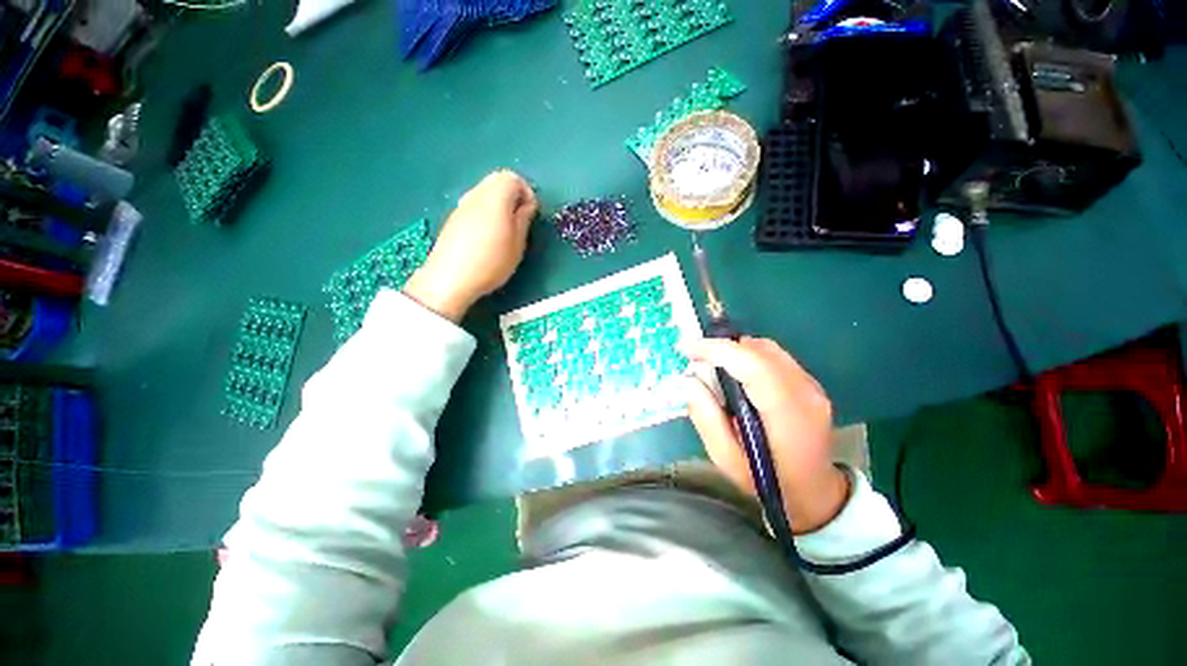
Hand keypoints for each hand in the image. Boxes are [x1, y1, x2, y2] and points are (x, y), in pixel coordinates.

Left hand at [404, 171, 538, 321]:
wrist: (449, 279)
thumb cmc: (490, 262)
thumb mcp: (517, 244)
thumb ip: (523, 220)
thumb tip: (527, 205)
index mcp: (495, 197)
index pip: (514, 179)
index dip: (527, 193)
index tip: (531, 214)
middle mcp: (476, 194)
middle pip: (498, 180)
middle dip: (513, 195)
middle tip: (520, 220)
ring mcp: (462, 205)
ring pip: (485, 191)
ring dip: (499, 204)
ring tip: (505, 230)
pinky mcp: (453, 218)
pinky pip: (475, 204)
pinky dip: (486, 211)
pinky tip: (487, 236)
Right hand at [683, 337, 849, 533]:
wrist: (815, 492)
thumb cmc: (768, 481)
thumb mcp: (726, 459)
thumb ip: (706, 418)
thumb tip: (689, 380)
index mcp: (788, 415)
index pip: (754, 366)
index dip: (718, 350)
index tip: (686, 348)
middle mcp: (806, 392)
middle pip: (760, 350)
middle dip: (722, 348)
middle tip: (695, 360)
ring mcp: (812, 385)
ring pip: (767, 348)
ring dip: (734, 350)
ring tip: (712, 366)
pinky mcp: (809, 383)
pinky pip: (773, 356)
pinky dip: (748, 356)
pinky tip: (735, 374)